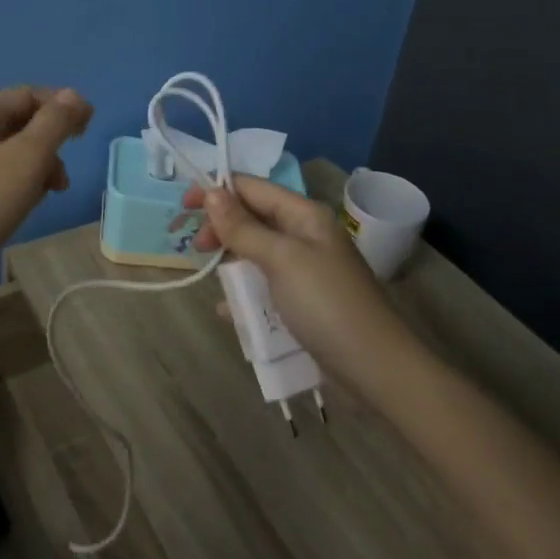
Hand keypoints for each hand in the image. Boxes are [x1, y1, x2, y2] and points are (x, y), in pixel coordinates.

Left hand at [0, 86, 93, 299]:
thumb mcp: (28, 158)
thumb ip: (55, 122)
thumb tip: (74, 95)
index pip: (28, 94)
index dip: (62, 105)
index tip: (89, 129)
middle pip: (17, 122)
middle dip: (50, 142)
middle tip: (65, 176)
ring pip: (6, 152)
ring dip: (35, 166)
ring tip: (49, 195)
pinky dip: (15, 183)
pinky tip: (22, 207)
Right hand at [180, 175, 403, 378]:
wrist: (376, 370)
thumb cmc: (327, 305)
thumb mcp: (281, 260)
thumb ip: (243, 227)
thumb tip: (211, 192)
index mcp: (304, 215)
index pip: (253, 188)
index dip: (217, 191)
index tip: (183, 206)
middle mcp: (305, 235)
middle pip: (252, 218)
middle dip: (221, 227)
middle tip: (195, 247)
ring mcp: (304, 270)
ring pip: (255, 252)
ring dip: (230, 260)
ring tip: (209, 275)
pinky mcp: (302, 301)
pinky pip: (263, 286)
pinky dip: (243, 292)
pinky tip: (226, 310)